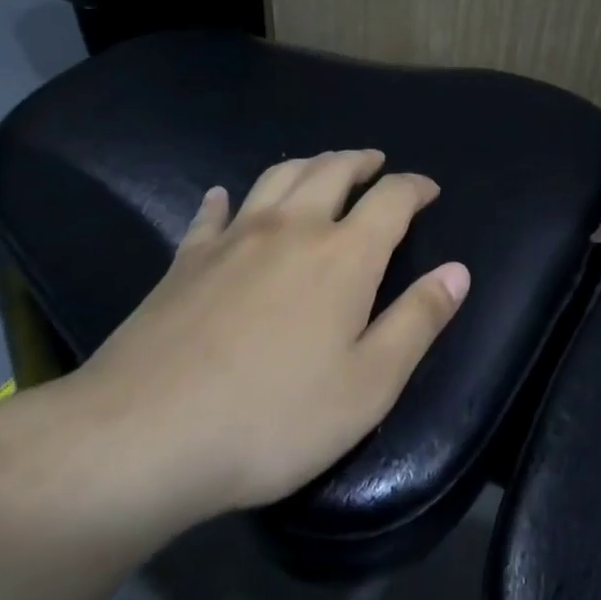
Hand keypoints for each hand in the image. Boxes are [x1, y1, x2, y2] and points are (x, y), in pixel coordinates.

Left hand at [52, 150, 468, 540]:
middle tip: (376, 163)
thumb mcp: (369, 384)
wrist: (141, 438)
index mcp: (344, 255)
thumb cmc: (273, 418)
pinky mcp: (184, 260)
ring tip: (322, 167)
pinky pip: (211, 213)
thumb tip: (459, 271)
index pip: (392, 199)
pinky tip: (224, 196)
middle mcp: (292, 228)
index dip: (415, 187)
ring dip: (308, 163)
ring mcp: (233, 238)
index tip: (429, 189)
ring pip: (277, 177)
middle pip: (332, 170)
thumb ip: (418, 321)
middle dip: (361, 161)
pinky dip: (226, 198)